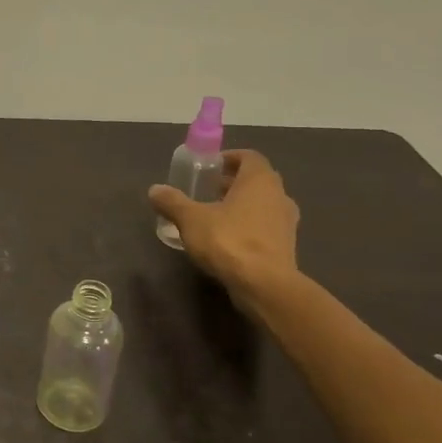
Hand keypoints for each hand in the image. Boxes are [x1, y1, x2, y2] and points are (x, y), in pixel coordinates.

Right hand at [149, 148, 299, 295]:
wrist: (264, 285)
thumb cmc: (228, 240)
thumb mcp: (190, 219)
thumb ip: (172, 202)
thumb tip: (155, 190)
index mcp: (259, 181)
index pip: (249, 157)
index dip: (229, 158)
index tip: (210, 167)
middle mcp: (279, 196)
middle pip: (257, 180)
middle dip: (233, 182)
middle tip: (208, 190)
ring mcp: (286, 222)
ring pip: (263, 204)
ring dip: (242, 205)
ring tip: (215, 215)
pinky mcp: (286, 246)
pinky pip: (265, 226)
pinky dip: (249, 226)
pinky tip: (228, 240)